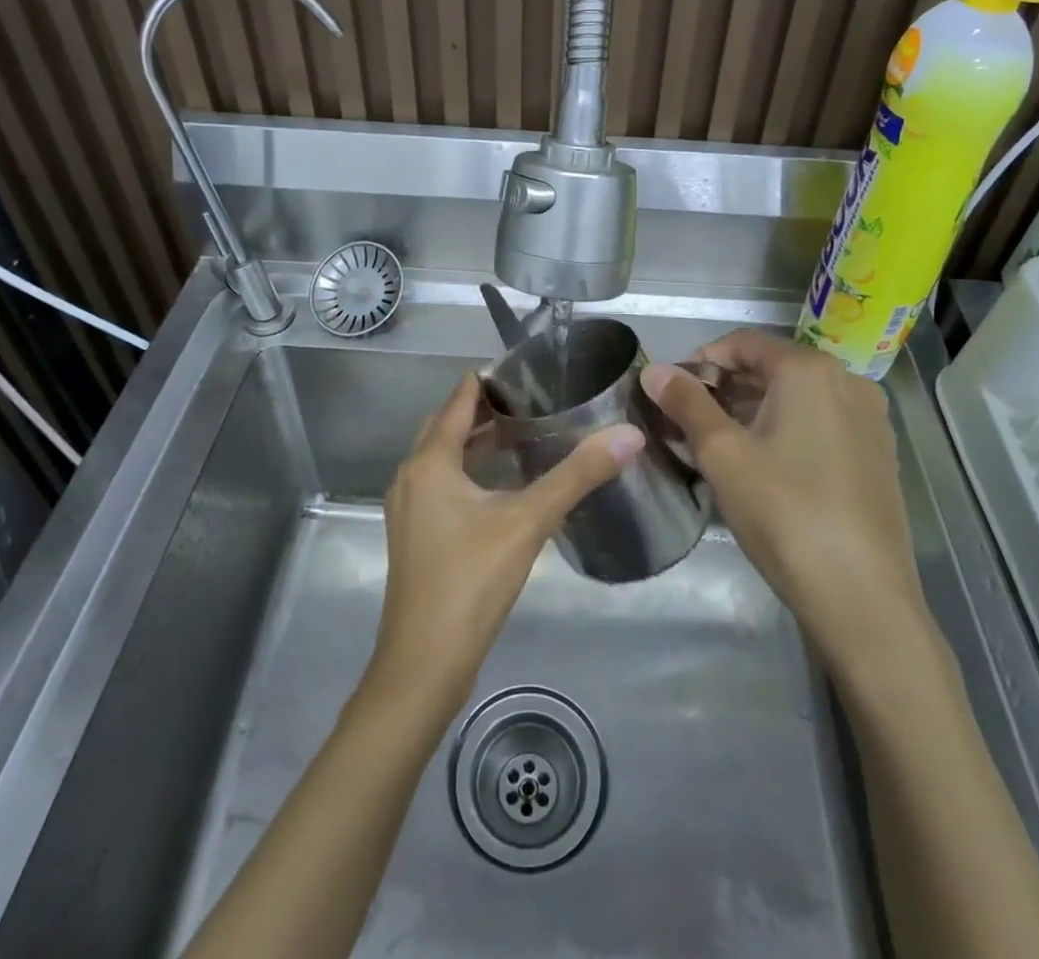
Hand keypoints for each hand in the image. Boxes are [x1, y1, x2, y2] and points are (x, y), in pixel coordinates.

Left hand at [366, 374, 642, 713]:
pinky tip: (505, 484)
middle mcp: (412, 475)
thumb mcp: (528, 522)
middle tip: (538, 397)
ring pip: (446, 456)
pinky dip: (472, 470)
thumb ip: (578, 476)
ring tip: (527, 431)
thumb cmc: (470, 583)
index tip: (534, 370)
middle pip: (449, 424)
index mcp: (430, 461)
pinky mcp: (417, 534)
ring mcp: (409, 507)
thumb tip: (628, 434)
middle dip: (488, 407)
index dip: (493, 379)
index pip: (460, 398)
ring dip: (479, 440)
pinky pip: (444, 483)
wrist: (423, 667)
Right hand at [642, 331, 926, 658]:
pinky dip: (787, 429)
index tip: (672, 393)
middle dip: (725, 388)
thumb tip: (653, 369)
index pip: (742, 343)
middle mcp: (847, 381)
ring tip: (719, 446)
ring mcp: (870, 419)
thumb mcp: (722, 455)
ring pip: (797, 397)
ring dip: (754, 410)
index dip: (700, 361)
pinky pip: (822, 422)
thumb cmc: (785, 513)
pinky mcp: (878, 454)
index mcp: (810, 370)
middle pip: (772, 367)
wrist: (863, 598)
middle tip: (688, 422)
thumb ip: (686, 404)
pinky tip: (766, 467)